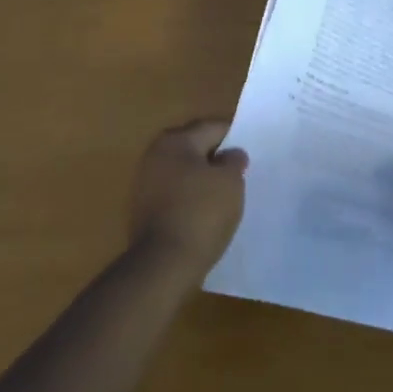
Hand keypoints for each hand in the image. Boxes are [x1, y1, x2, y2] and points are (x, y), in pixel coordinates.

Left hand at [128, 120, 248, 286]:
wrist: (164, 263)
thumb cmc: (201, 212)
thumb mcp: (230, 182)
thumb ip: (233, 161)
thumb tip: (230, 154)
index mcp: (175, 140)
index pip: (212, 128)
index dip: (234, 137)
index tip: (250, 151)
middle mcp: (154, 155)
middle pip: (194, 148)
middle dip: (216, 158)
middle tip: (240, 173)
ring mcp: (144, 183)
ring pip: (183, 172)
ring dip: (201, 180)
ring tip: (225, 195)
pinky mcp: (142, 210)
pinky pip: (173, 194)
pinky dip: (189, 198)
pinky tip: (205, 213)